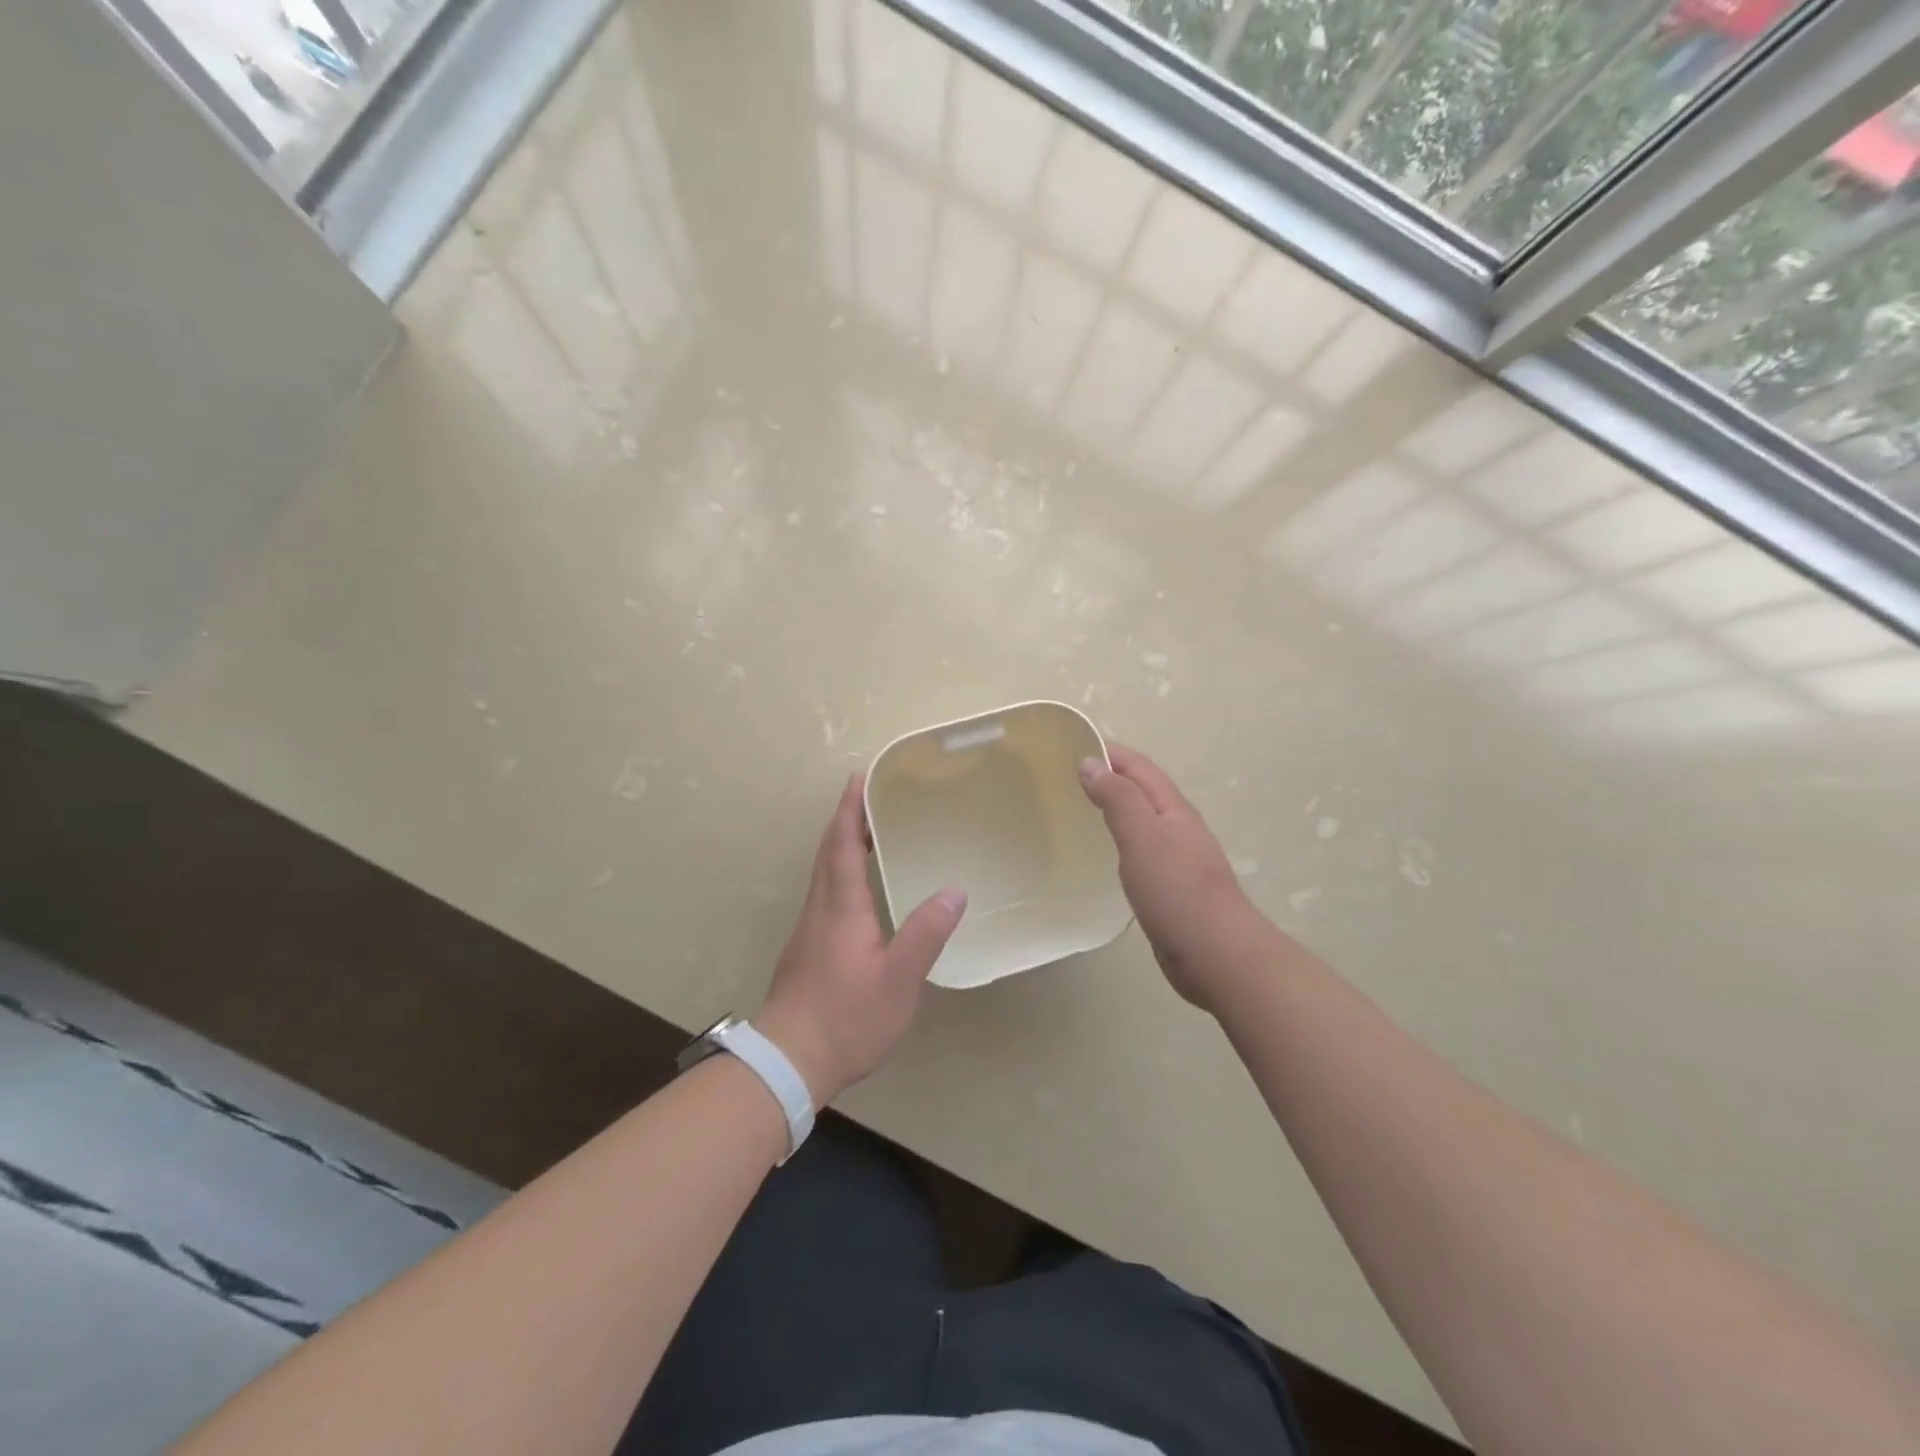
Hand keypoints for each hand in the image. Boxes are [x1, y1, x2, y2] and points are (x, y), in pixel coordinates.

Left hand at [757, 774, 967, 1104]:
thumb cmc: (846, 1017)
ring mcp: (809, 931)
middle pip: (828, 853)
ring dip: (842, 845)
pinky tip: (860, 890)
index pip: (842, 845)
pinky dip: (840, 873)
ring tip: (869, 833)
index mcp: (840, 908)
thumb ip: (925, 933)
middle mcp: (820, 910)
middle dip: (845, 820)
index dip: (850, 810)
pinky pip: (825, 894)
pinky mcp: (807, 950)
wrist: (789, 1061)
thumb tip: (953, 891)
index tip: (859, 778)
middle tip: (869, 796)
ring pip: (824, 874)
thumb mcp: (898, 979)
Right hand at [1080, 744, 1272, 1011]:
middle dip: (1109, 775)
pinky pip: (1140, 849)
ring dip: (1114, 805)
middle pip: (1141, 789)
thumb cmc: (1178, 892)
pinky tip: (1104, 852)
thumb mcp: (1143, 837)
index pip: (1137, 766)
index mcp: (1172, 808)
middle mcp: (1177, 826)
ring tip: (1078, 806)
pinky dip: (1119, 838)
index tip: (1069, 746)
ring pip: (1141, 819)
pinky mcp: (1170, 887)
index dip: (1108, 752)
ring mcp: (1176, 858)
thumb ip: (1118, 799)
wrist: (1218, 956)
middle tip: (1065, 776)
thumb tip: (1090, 763)